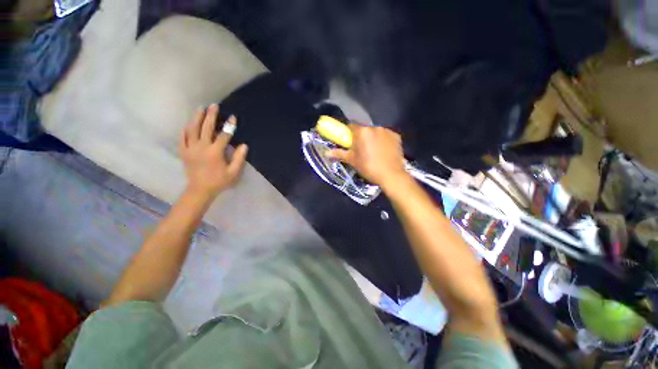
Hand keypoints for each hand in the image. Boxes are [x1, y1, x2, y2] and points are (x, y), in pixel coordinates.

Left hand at [179, 104, 247, 198]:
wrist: (200, 190)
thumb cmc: (219, 181)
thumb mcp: (233, 172)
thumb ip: (238, 158)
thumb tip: (244, 145)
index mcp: (215, 152)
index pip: (223, 135)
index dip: (229, 126)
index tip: (233, 118)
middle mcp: (201, 147)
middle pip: (206, 128)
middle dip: (211, 116)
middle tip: (214, 106)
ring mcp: (190, 149)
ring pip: (192, 129)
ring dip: (196, 118)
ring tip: (200, 109)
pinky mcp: (184, 152)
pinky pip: (182, 138)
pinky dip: (185, 130)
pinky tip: (188, 124)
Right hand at [325, 124, 407, 188]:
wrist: (391, 175)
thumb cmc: (368, 167)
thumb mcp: (352, 161)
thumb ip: (339, 154)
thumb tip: (326, 153)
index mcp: (362, 132)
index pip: (351, 127)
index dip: (348, 134)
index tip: (349, 142)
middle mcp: (375, 127)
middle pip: (364, 130)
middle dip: (361, 137)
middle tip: (361, 149)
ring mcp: (387, 131)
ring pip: (375, 132)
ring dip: (372, 138)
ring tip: (374, 151)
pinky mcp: (396, 136)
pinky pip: (386, 136)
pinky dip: (383, 141)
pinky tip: (383, 151)